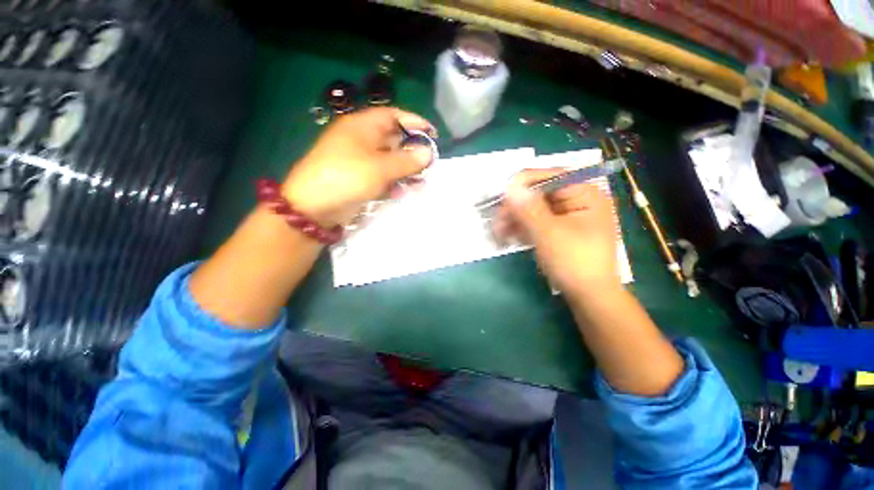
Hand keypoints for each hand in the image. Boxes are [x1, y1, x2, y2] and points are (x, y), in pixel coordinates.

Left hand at [282, 107, 435, 225]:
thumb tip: (428, 152)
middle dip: (412, 151)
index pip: (393, 116)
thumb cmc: (347, 177)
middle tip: (429, 164)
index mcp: (362, 126)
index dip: (414, 123)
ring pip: (389, 160)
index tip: (433, 135)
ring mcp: (360, 160)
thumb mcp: (380, 168)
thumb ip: (406, 160)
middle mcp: (361, 140)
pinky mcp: (359, 178)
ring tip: (420, 182)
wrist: (313, 207)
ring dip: (405, 170)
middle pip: (393, 139)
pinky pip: (382, 176)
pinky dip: (393, 183)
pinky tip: (401, 192)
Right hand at [495, 168, 620, 297]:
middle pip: (539, 194)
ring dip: (514, 219)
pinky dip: (521, 228)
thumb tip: (509, 186)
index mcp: (585, 193)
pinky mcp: (558, 229)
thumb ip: (528, 208)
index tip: (501, 194)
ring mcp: (567, 216)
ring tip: (497, 232)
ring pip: (534, 209)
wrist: (589, 296)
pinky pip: (536, 222)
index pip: (550, 176)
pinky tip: (507, 237)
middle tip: (496, 220)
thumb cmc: (574, 262)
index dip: (523, 183)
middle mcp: (577, 200)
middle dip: (516, 207)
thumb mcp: (549, 233)